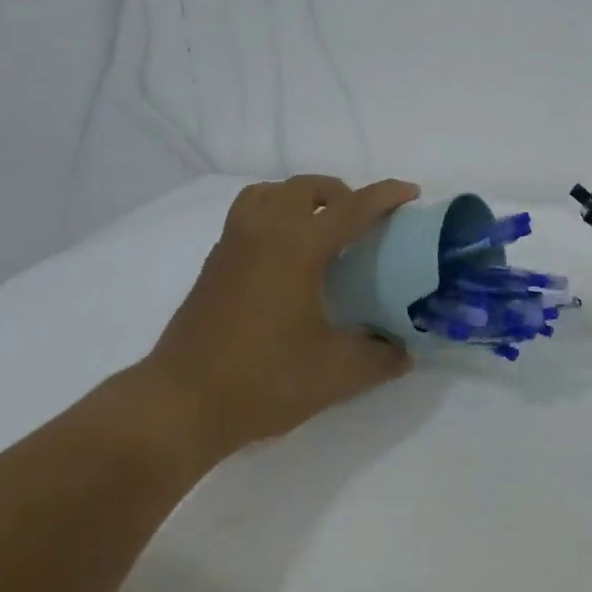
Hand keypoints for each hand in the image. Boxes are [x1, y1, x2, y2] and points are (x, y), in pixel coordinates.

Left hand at [146, 175, 420, 449]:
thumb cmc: (263, 380)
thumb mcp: (336, 373)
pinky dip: (274, 216)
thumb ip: (379, 358)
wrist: (180, 404)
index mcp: (298, 246)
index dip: (385, 196)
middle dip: (340, 193)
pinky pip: (248, 215)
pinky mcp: (214, 264)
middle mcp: (264, 232)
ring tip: (320, 228)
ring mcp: (233, 245)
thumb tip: (405, 353)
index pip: (352, 208)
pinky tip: (285, 258)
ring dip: (300, 198)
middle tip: (362, 220)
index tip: (411, 192)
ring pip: (269, 194)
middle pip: (305, 187)